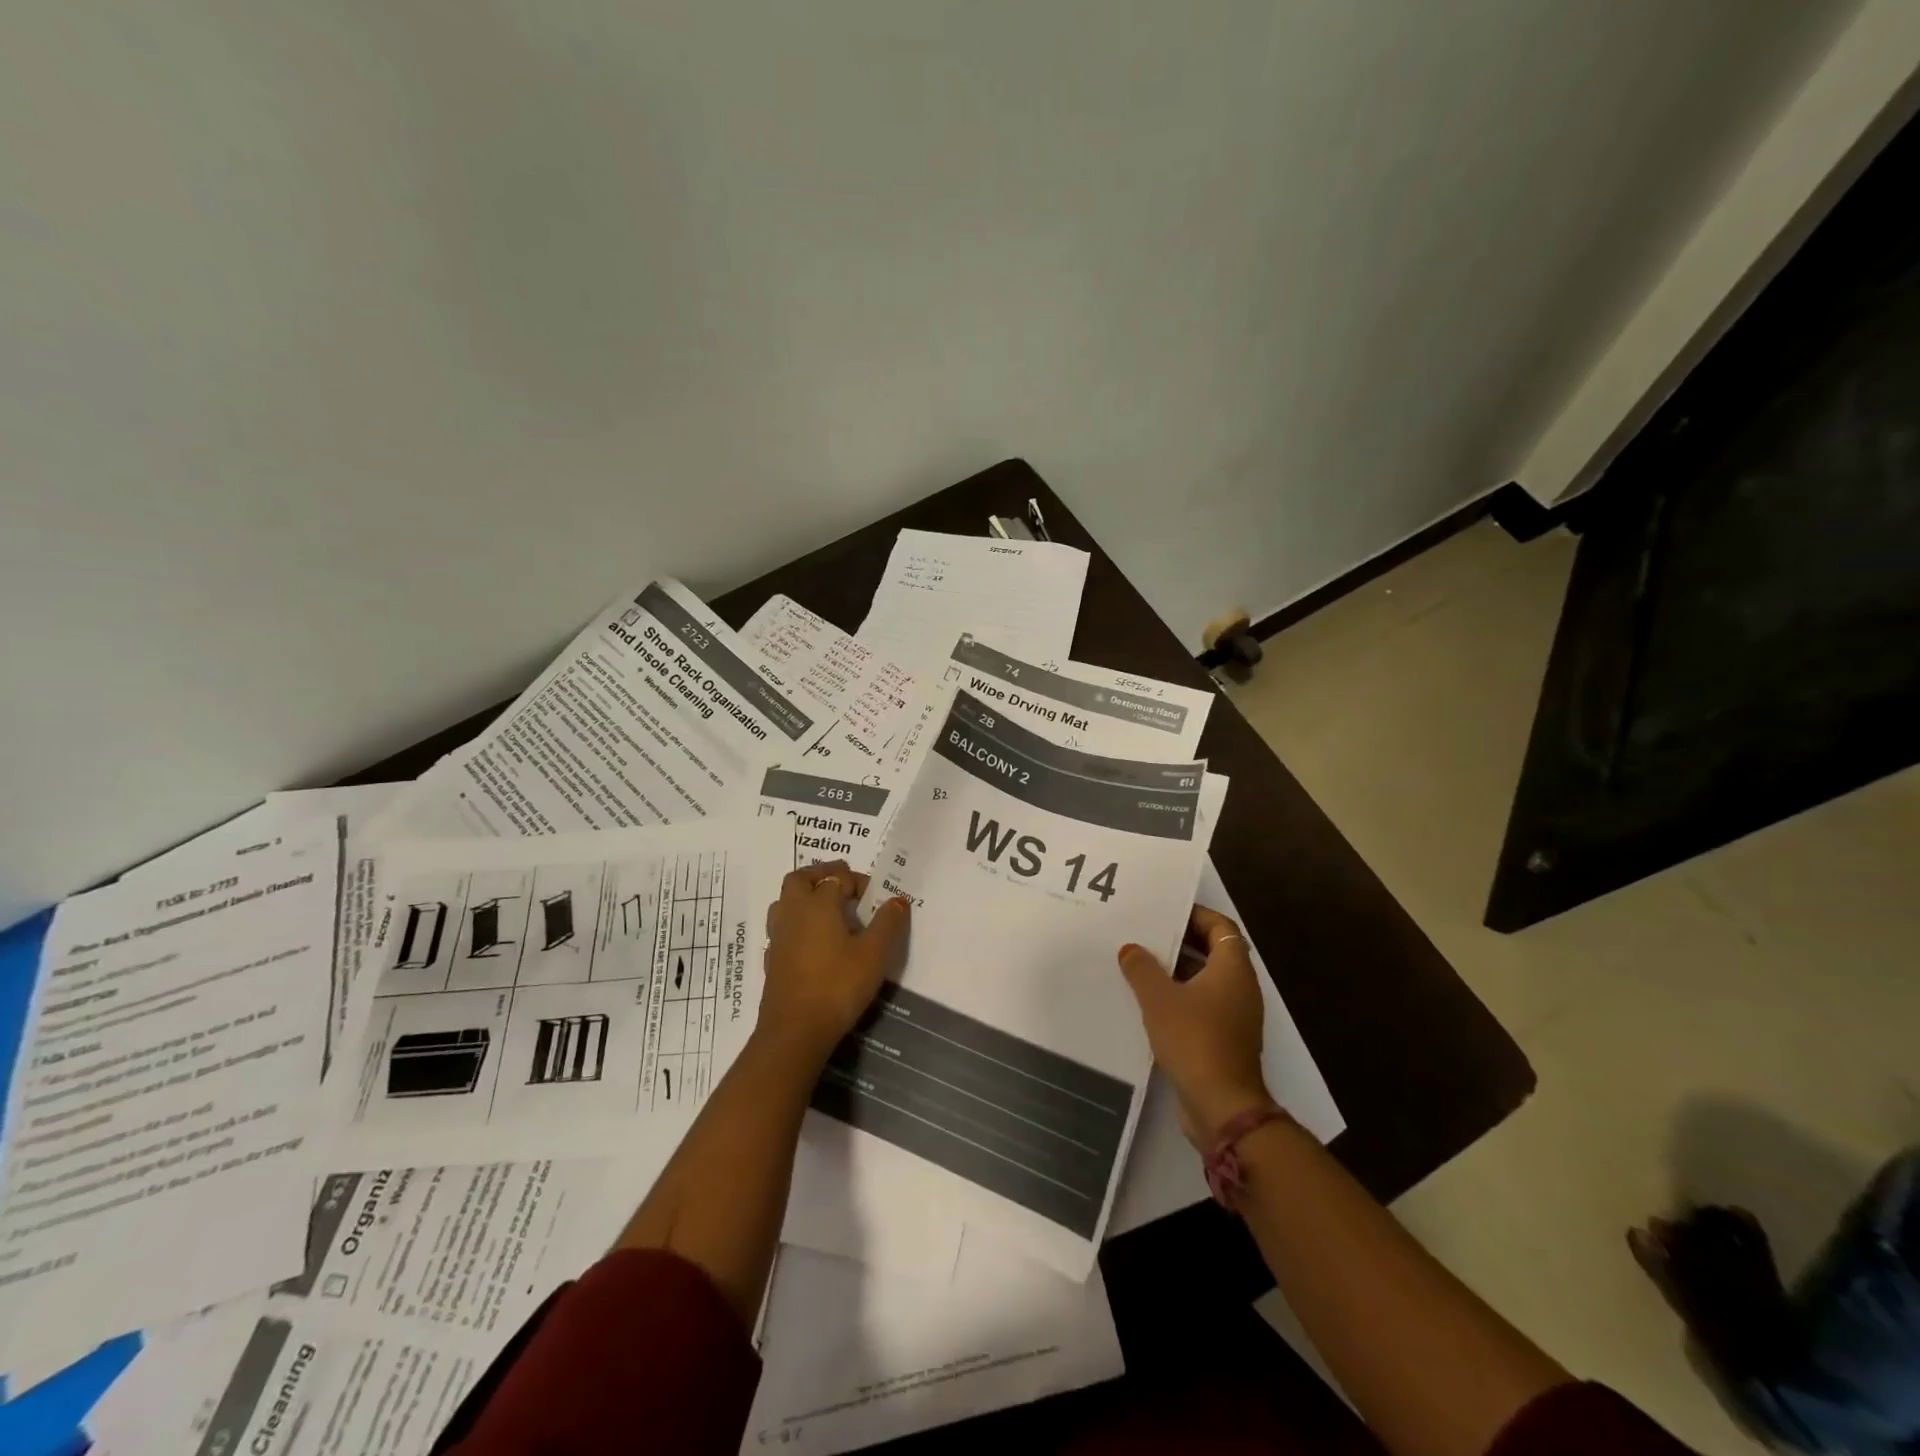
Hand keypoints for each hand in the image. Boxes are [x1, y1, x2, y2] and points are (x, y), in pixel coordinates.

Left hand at [761, 861, 910, 1065]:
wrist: (795, 1032)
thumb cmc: (838, 986)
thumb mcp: (875, 954)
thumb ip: (887, 923)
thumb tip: (897, 900)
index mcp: (818, 903)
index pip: (837, 877)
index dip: (858, 882)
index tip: (875, 898)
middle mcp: (793, 912)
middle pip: (800, 879)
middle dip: (821, 875)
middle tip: (844, 886)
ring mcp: (778, 936)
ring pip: (785, 901)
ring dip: (804, 897)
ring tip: (828, 911)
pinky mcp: (772, 959)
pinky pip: (782, 928)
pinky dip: (797, 924)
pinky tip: (813, 942)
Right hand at [1118, 906, 1274, 1146]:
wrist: (1222, 1106)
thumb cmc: (1194, 1039)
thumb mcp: (1159, 998)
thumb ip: (1142, 968)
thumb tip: (1131, 949)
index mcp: (1233, 969)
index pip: (1220, 926)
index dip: (1194, 915)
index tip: (1163, 911)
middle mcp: (1239, 988)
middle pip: (1212, 951)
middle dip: (1179, 941)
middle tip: (1144, 933)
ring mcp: (1234, 1016)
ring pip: (1203, 981)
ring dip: (1174, 972)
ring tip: (1137, 963)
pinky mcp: (1223, 1041)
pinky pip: (1200, 1006)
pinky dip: (1177, 998)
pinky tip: (1145, 1001)